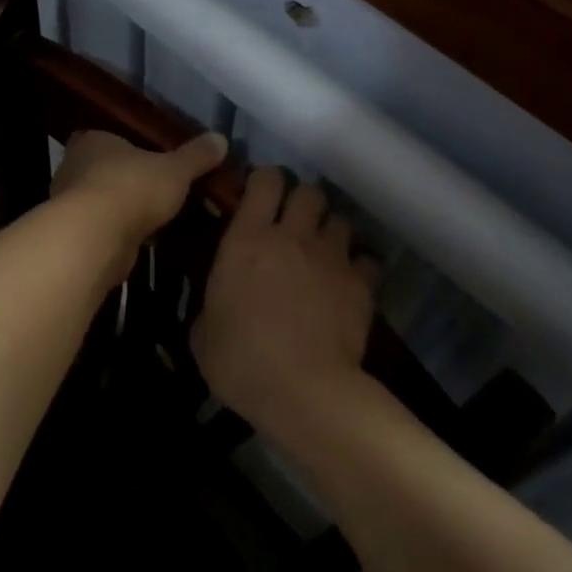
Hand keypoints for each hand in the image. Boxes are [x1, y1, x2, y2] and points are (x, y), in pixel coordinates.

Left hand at [51, 130, 227, 284]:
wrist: (96, 238)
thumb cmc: (132, 188)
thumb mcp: (175, 169)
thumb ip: (197, 156)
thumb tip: (220, 138)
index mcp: (92, 141)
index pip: (106, 137)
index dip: (127, 147)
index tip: (149, 158)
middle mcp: (74, 167)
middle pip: (104, 170)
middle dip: (128, 180)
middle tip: (160, 189)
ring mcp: (70, 204)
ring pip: (103, 201)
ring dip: (124, 209)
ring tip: (157, 217)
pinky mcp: (76, 235)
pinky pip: (103, 228)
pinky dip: (120, 233)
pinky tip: (145, 239)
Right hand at [191, 169, 378, 444]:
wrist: (303, 390)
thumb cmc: (241, 360)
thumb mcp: (203, 334)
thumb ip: (210, 306)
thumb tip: (215, 307)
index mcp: (248, 238)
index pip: (265, 180)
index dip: (265, 181)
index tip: (259, 196)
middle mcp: (293, 236)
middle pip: (309, 192)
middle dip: (303, 202)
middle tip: (293, 225)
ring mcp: (331, 257)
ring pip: (341, 220)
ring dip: (330, 231)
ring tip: (323, 252)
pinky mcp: (361, 284)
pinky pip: (368, 259)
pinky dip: (360, 266)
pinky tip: (350, 282)